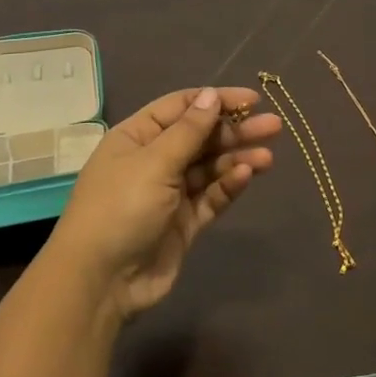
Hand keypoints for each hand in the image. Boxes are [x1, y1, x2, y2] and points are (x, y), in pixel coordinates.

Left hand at [47, 86, 281, 321]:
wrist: (101, 280)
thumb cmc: (121, 208)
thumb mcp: (154, 162)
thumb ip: (188, 131)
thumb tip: (210, 95)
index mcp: (136, 137)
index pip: (180, 107)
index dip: (215, 100)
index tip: (253, 99)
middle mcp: (152, 160)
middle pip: (199, 137)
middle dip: (234, 130)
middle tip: (274, 126)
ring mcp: (168, 193)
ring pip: (209, 168)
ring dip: (237, 158)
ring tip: (269, 156)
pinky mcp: (182, 223)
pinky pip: (209, 197)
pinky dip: (228, 185)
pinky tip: (248, 175)